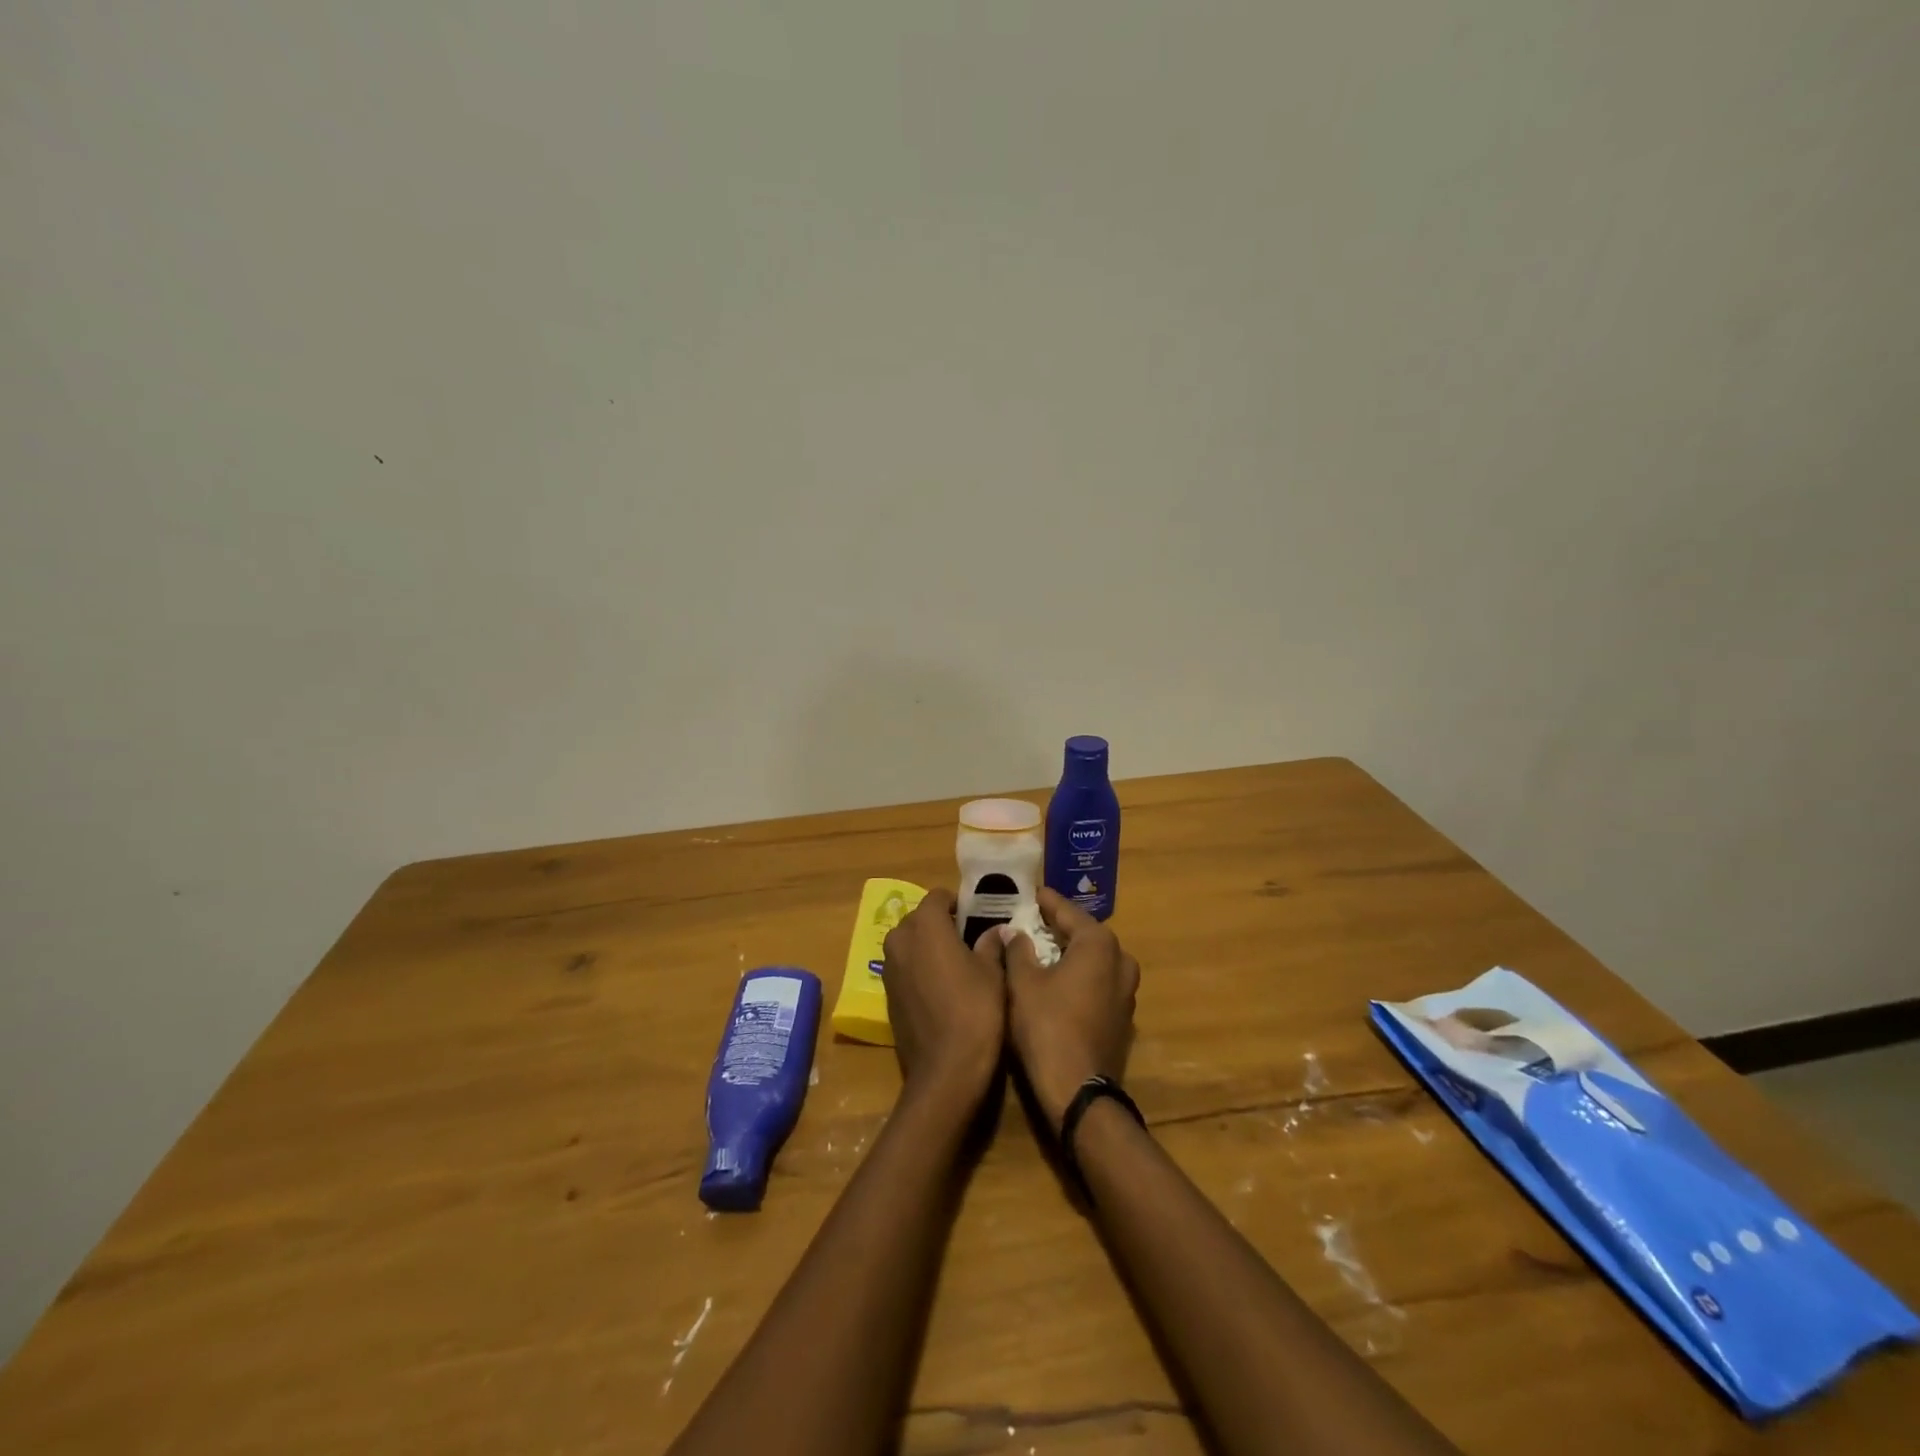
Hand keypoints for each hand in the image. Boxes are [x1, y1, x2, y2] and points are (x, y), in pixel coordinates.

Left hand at [881, 888, 1007, 1108]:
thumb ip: (991, 944)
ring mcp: (889, 968)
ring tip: (957, 964)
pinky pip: (904, 968)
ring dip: (928, 947)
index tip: (977, 917)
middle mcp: (899, 939)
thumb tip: (996, 930)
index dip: (958, 903)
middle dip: (941, 924)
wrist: (946, 1069)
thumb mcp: (992, 972)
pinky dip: (920, 969)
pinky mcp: (887, 994)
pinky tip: (941, 988)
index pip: (938, 896)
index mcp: (924, 925)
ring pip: (910, 943)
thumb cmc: (975, 1010)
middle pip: (920, 919)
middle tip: (969, 940)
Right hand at [1005, 888, 1139, 1128]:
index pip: (1067, 910)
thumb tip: (1012, 931)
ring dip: (1070, 951)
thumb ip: (1017, 950)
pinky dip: (1079, 974)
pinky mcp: (1123, 1015)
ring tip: (1042, 947)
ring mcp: (1127, 990)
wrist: (1077, 1089)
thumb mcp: (1022, 983)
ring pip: (1094, 958)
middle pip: (1085, 932)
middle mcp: (1120, 959)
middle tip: (1031, 919)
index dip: (1046, 901)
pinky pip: (1098, 981)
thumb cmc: (1046, 1026)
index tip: (1029, 892)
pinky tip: (1057, 979)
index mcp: (1098, 943)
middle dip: (1059, 925)